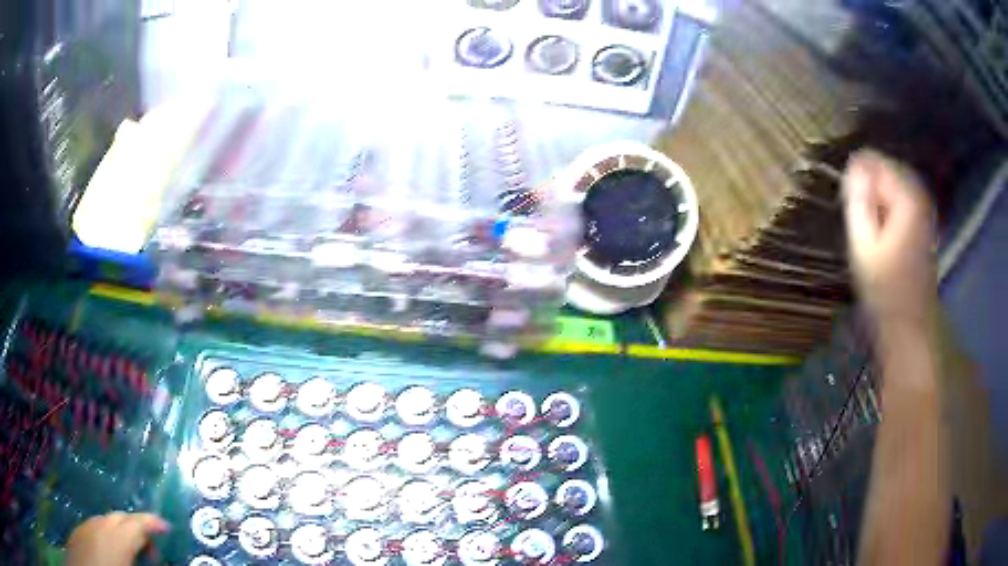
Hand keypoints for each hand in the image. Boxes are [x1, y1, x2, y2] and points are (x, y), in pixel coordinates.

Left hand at [66, 512, 168, 565]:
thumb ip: (142, 559)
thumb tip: (155, 554)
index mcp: (117, 536)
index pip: (139, 522)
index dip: (154, 522)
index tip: (167, 526)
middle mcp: (101, 524)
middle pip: (122, 517)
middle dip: (138, 527)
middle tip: (152, 547)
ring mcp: (87, 525)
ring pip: (107, 521)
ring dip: (122, 531)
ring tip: (132, 552)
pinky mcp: (80, 531)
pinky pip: (96, 526)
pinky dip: (108, 534)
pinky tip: (111, 552)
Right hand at [843, 150, 936, 326]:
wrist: (909, 327)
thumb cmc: (884, 290)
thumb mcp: (863, 244)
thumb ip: (858, 201)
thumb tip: (853, 166)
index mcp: (907, 197)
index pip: (876, 161)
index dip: (857, 175)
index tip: (847, 199)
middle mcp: (920, 196)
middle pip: (887, 170)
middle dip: (869, 184)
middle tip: (855, 211)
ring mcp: (925, 210)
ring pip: (895, 184)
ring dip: (878, 196)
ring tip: (866, 221)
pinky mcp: (925, 224)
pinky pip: (903, 199)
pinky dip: (889, 206)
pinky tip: (881, 229)